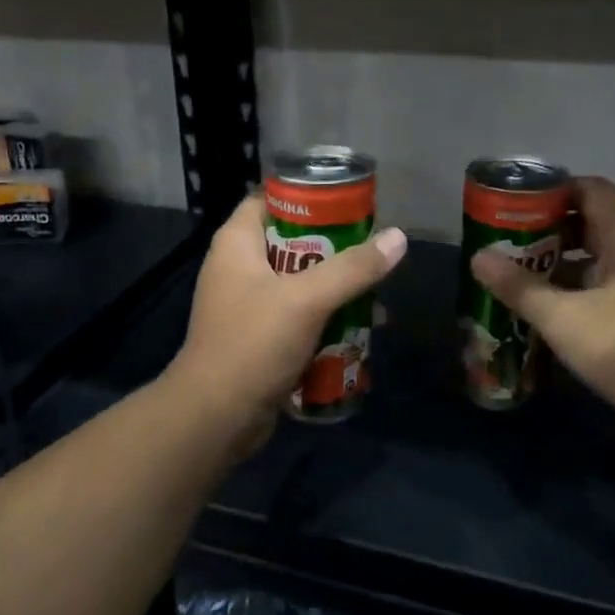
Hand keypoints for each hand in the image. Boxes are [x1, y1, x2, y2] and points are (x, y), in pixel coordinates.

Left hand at [168, 195, 407, 454]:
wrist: (216, 417)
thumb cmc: (254, 343)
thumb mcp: (307, 299)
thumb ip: (353, 268)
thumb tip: (398, 238)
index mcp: (237, 244)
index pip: (270, 200)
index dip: (307, 197)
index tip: (349, 203)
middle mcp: (238, 268)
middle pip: (292, 243)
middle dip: (334, 250)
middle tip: (373, 252)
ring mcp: (247, 306)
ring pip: (299, 284)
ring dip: (335, 290)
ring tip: (377, 296)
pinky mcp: (258, 338)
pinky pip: (297, 318)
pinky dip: (325, 320)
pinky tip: (360, 329)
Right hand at [470, 176, 614, 427]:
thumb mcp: (561, 316)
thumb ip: (519, 286)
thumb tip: (478, 258)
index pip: (591, 189)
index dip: (553, 192)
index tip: (516, 205)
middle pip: (594, 222)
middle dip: (550, 229)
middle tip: (510, 241)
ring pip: (601, 257)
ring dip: (563, 262)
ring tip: (522, 273)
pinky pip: (609, 285)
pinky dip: (579, 288)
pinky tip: (550, 308)